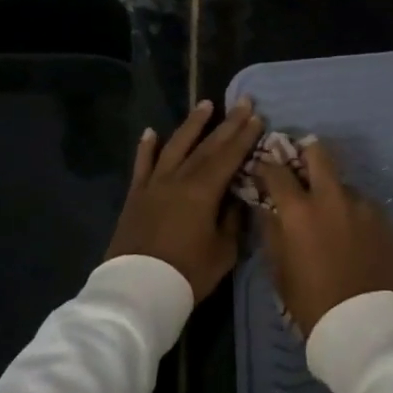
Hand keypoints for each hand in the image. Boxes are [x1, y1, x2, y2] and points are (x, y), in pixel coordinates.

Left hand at [104, 99, 264, 301]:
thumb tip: (237, 198)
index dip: (244, 136)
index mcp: (203, 191)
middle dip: (227, 123)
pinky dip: (146, 147)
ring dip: (192, 125)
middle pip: (207, 146)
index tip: (257, 116)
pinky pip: (142, 165)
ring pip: (175, 146)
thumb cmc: (187, 273)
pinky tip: (151, 132)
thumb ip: (233, 220)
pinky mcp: (136, 196)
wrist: (137, 291)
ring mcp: (154, 184)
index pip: (229, 156)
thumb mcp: (223, 251)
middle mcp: (179, 178)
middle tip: (242, 101)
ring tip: (205, 104)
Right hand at [252, 139, 392, 337]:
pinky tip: (354, 236)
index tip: (265, 168)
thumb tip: (268, 208)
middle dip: (307, 152)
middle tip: (302, 164)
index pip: (278, 172)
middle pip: (320, 153)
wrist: (361, 325)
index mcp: (299, 211)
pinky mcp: (385, 219)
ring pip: (345, 184)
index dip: (268, 166)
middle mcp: (332, 198)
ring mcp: (363, 206)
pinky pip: (364, 206)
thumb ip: (272, 231)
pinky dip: (354, 214)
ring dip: (334, 193)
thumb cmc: (311, 301)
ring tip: (333, 217)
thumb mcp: (279, 269)